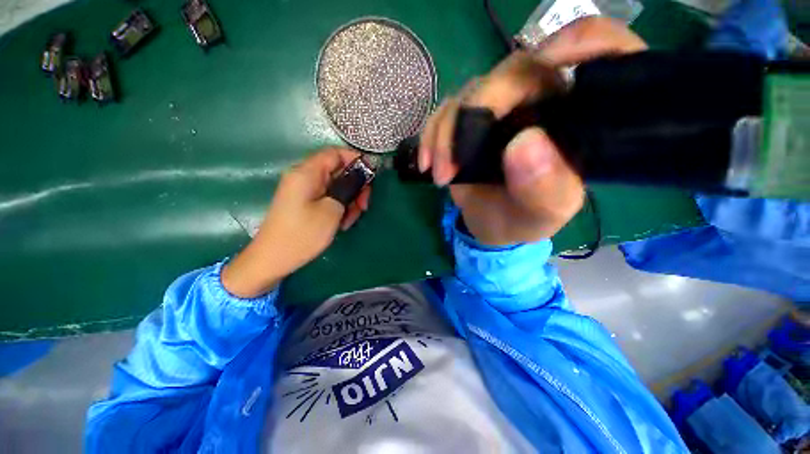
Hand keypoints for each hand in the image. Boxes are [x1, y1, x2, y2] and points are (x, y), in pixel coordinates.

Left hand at [222, 148, 370, 297]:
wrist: (272, 259)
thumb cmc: (302, 234)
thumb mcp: (332, 210)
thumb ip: (348, 188)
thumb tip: (361, 176)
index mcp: (307, 173)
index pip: (335, 153)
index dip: (356, 160)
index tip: (371, 177)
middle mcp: (304, 177)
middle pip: (338, 171)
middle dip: (355, 186)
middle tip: (364, 206)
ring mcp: (304, 190)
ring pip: (336, 186)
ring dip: (349, 200)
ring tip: (351, 220)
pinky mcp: (305, 202)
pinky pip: (328, 197)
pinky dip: (339, 207)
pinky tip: (342, 223)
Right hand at [418, 17, 645, 245]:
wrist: (491, 224)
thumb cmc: (524, 219)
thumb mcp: (544, 213)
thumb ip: (545, 187)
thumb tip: (523, 144)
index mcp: (577, 117)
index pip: (602, 53)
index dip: (585, 42)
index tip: (553, 64)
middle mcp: (542, 100)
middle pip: (513, 73)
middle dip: (476, 114)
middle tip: (454, 163)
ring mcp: (500, 106)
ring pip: (471, 92)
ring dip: (446, 134)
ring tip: (441, 175)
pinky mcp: (469, 118)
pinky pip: (446, 110)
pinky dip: (431, 135)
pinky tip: (427, 163)